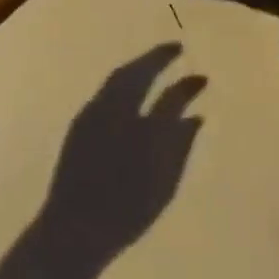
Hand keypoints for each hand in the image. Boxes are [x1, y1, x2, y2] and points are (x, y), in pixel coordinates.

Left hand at [0, 46, 205, 278]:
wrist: (76, 229)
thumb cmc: (128, 211)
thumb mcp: (165, 183)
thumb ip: (180, 144)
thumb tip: (195, 116)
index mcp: (144, 129)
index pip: (171, 97)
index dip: (188, 86)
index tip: (202, 77)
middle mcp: (117, 113)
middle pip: (138, 74)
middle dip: (157, 58)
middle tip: (175, 48)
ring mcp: (94, 115)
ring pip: (119, 78)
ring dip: (138, 67)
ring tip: (153, 63)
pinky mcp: (80, 123)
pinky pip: (106, 91)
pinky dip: (122, 82)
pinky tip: (130, 87)